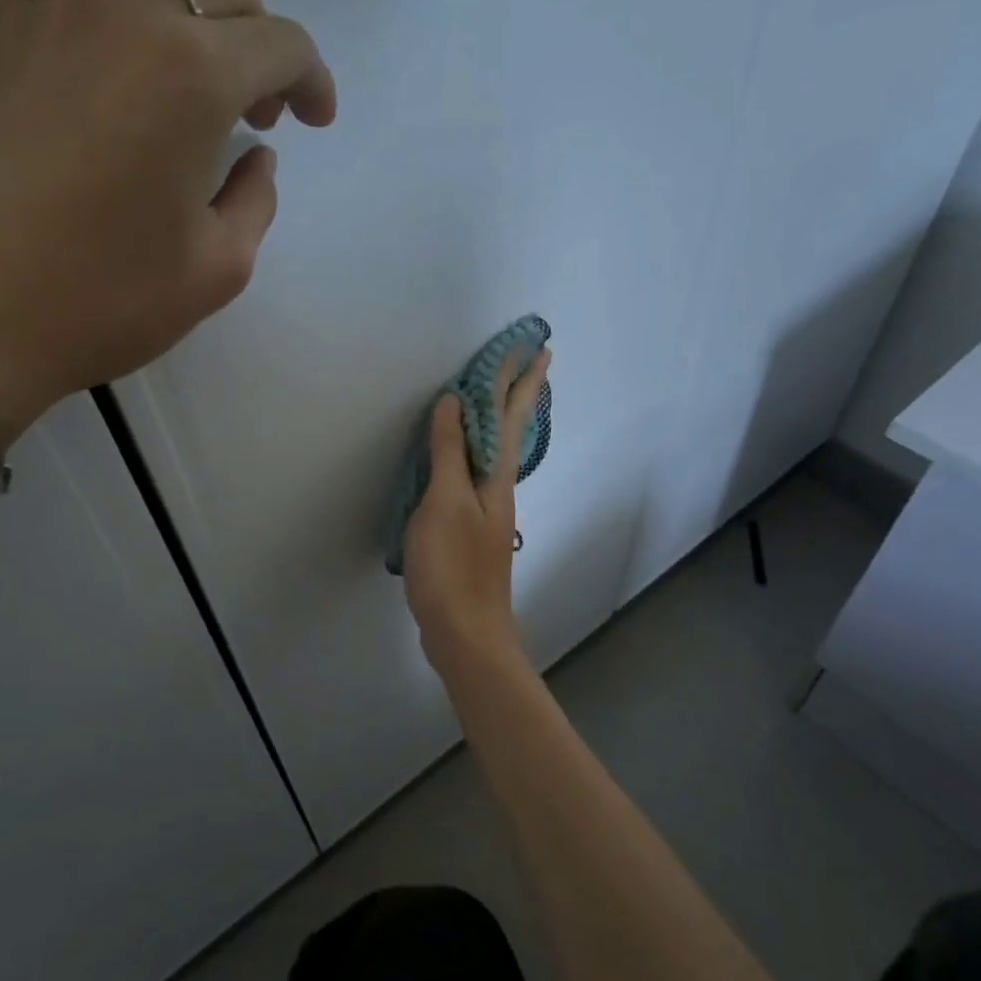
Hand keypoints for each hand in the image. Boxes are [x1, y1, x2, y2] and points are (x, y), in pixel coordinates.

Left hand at [0, 0, 336, 442]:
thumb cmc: (104, 301)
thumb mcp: (218, 270)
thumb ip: (255, 201)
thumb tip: (255, 157)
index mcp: (196, 78)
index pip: (281, 45)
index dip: (312, 81)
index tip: (314, 121)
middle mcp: (131, 15)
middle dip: (259, 47)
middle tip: (254, 115)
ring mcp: (54, 8)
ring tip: (189, 59)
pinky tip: (106, 10)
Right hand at [403, 346, 550, 674]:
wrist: (466, 631)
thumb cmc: (452, 566)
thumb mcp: (444, 503)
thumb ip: (449, 452)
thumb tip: (455, 401)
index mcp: (495, 478)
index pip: (510, 416)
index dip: (520, 381)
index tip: (537, 348)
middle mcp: (499, 488)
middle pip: (511, 430)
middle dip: (520, 394)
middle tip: (533, 360)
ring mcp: (487, 510)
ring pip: (496, 451)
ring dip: (501, 418)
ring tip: (499, 397)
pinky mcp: (472, 529)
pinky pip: (476, 473)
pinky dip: (475, 449)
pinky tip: (467, 457)